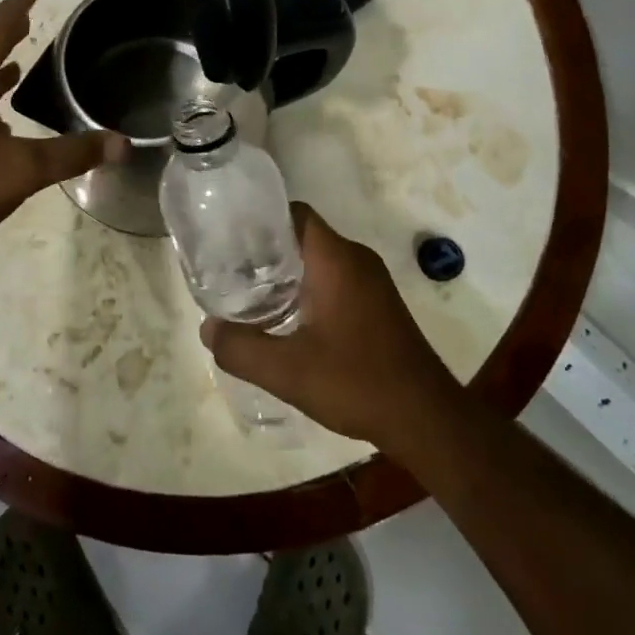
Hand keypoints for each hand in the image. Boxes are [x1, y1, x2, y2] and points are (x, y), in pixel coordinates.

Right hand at [201, 202, 461, 450]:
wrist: (427, 420)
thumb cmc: (358, 383)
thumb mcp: (288, 371)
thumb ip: (241, 348)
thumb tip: (207, 328)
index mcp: (336, 259)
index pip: (293, 214)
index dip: (260, 218)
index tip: (228, 236)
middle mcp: (356, 259)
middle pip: (302, 235)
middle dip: (265, 248)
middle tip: (229, 268)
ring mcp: (371, 281)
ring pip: (318, 259)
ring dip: (286, 271)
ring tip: (248, 292)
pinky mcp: (378, 304)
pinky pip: (334, 279)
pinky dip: (306, 287)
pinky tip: (285, 317)